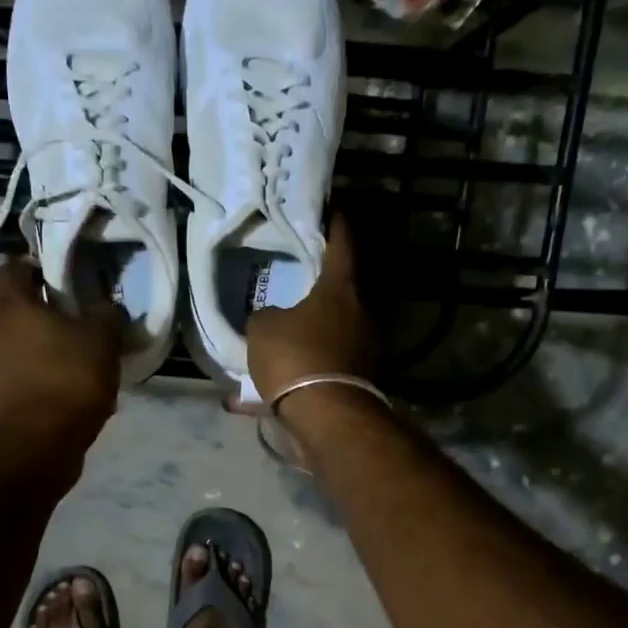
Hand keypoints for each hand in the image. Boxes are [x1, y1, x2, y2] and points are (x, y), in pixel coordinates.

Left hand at [0, 259, 121, 453]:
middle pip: (18, 314)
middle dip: (46, 316)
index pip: (10, 272)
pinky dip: (45, 381)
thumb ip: (104, 315)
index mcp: (14, 310)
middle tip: (79, 324)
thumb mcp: (102, 340)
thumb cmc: (69, 380)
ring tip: (81, 366)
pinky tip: (72, 396)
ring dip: (47, 352)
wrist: (40, 444)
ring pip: (23, 350)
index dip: (28, 266)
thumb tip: (104, 306)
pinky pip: (25, 380)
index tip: (51, 271)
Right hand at [245, 217, 377, 404]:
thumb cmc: (295, 357)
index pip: (342, 244)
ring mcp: (364, 349)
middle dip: (319, 286)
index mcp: (341, 289)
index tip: (331, 210)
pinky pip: (325, 365)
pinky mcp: (359, 380)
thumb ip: (266, 315)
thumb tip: (272, 319)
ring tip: (283, 335)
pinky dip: (305, 369)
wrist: (325, 416)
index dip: (335, 225)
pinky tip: (276, 382)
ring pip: (332, 332)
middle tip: (296, 278)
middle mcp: (361, 314)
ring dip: (310, 332)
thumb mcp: (262, 329)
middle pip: (340, 291)